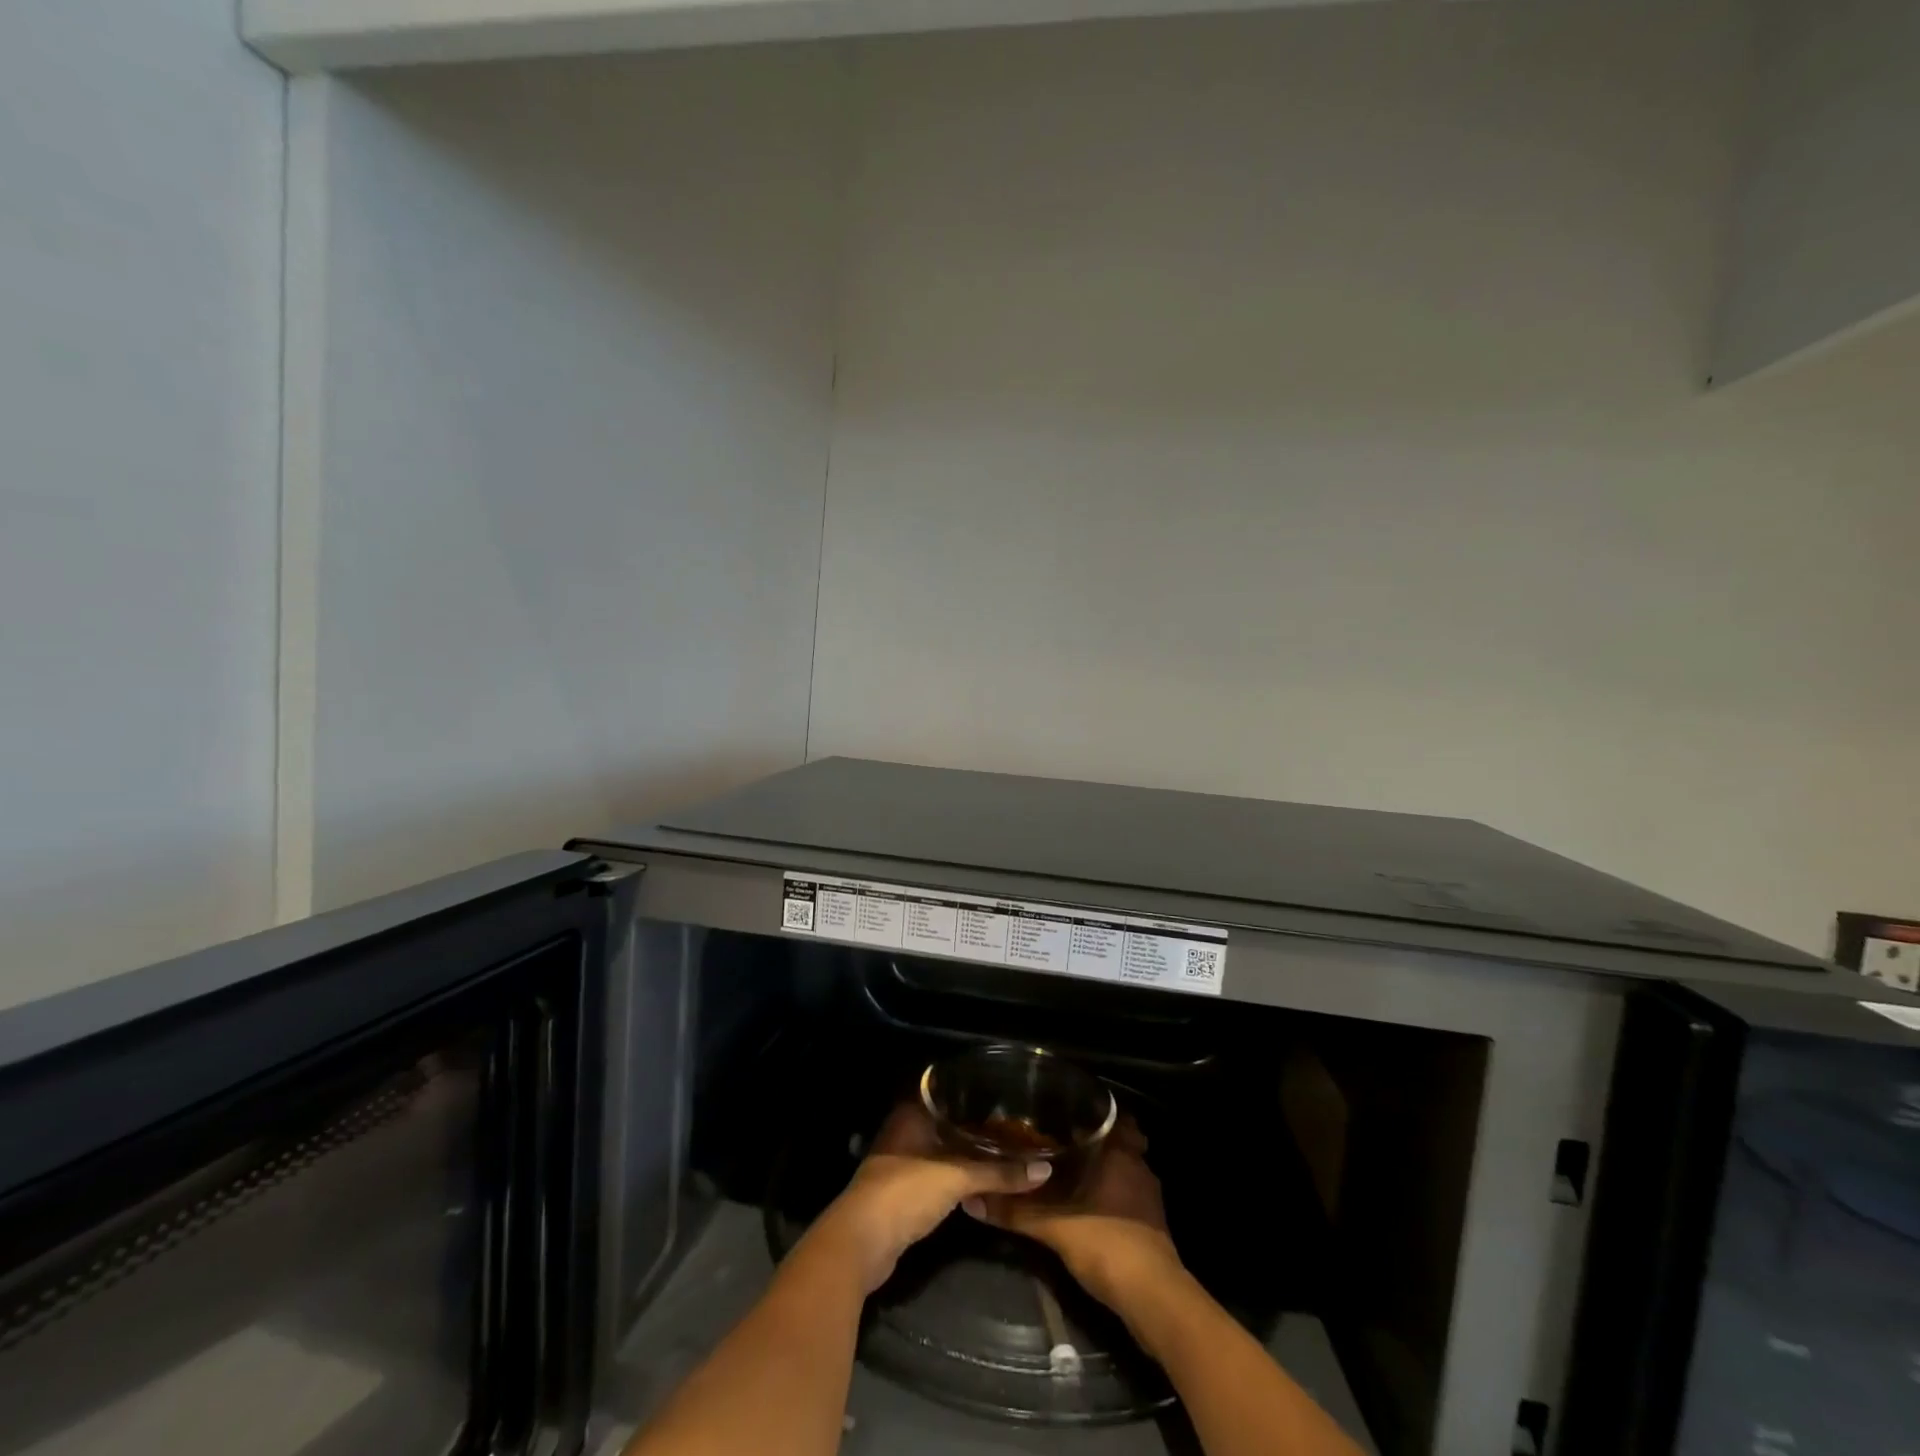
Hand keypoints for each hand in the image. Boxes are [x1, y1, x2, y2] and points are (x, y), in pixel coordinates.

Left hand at [808, 1101, 1051, 1293]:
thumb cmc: (905, 1192)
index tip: (1006, 1098)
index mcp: (912, 1114)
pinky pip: (937, 1178)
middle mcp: (905, 1131)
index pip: (948, 1094)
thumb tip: (1044, 1170)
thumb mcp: (957, 1177)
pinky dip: (957, 1181)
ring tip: (1004, 1156)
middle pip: (947, 1125)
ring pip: (942, 1153)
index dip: (975, 1096)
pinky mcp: (902, 1194)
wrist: (861, 1243)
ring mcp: (901, 1163)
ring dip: (967, 1158)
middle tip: (1013, 1130)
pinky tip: (980, 1185)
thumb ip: (999, 1173)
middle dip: (976, 1130)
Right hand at [964, 1116, 1183, 1307]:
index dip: (1095, 1111)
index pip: (1113, 1116)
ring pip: (1125, 1169)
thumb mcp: (1053, 1227)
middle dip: (1096, 1140)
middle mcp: (1138, 1166)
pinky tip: (1090, 1206)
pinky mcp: (1153, 1224)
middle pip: (1120, 1141)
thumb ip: (1015, 1212)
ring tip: (1072, 1171)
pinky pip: (1129, 1195)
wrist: (1153, 1298)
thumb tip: (972, 1200)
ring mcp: (1149, 1196)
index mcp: (1120, 1153)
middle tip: (1063, 1139)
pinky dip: (1112, 1195)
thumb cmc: (1107, 1243)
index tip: (1068, 1110)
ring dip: (1105, 1169)